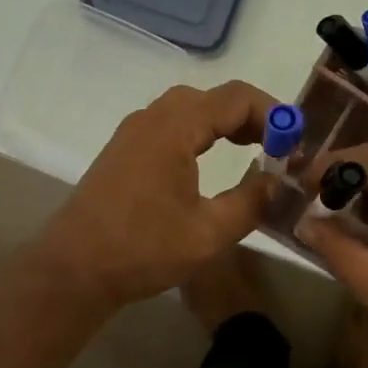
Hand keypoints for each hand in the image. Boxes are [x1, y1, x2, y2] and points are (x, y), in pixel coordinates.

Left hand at [31, 81, 277, 310]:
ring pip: (191, 107)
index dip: (272, 112)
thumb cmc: (142, 250)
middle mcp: (152, 118)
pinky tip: (213, 157)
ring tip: (255, 148)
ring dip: (226, 121)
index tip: (295, 139)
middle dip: (252, 115)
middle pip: (213, 96)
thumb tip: (276, 180)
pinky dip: (202, 130)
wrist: (73, 271)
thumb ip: (250, 201)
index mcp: (173, 129)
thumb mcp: (209, 233)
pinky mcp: (125, 149)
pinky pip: (173, 122)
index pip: (235, 98)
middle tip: (279, 145)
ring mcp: (134, 132)